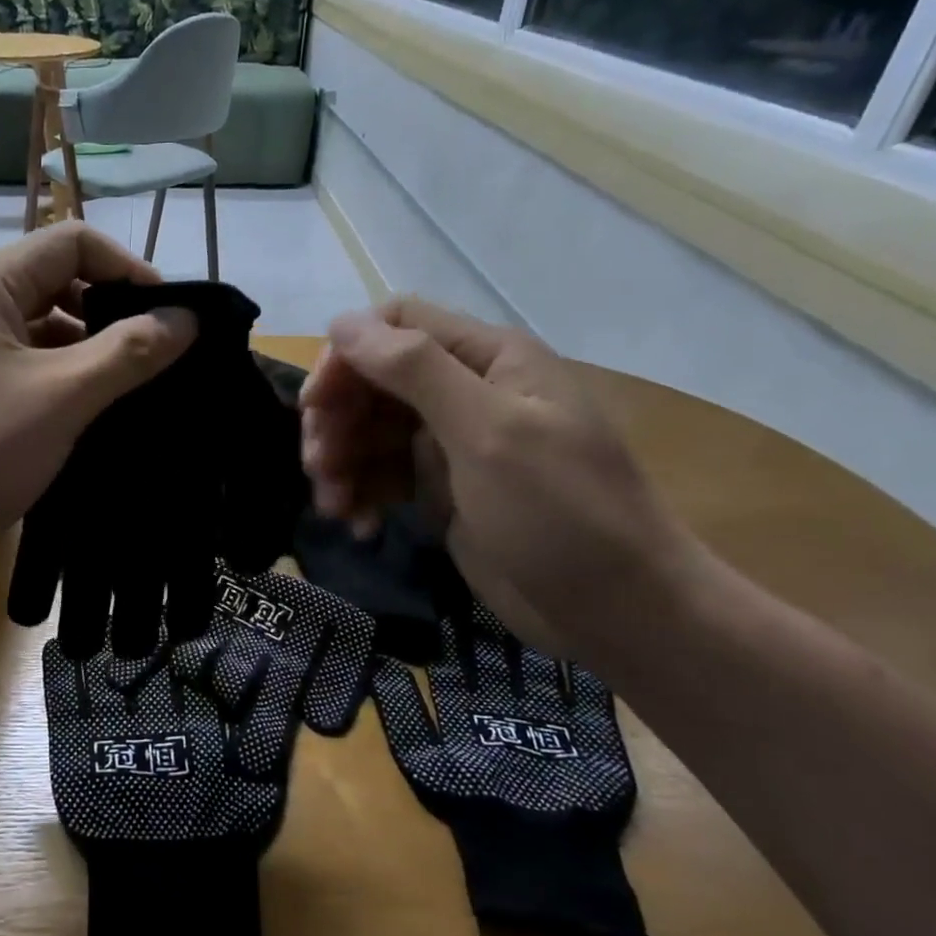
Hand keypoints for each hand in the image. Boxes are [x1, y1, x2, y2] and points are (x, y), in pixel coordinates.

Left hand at [0, 224, 196, 598]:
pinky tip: (84, 413)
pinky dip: (56, 378)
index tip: (169, 318)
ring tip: (128, 390)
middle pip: (54, 281)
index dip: (128, 269)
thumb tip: (188, 318)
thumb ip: (129, 352)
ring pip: (36, 328)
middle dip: (109, 312)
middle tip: (154, 358)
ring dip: (85, 350)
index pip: (72, 242)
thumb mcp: (61, 398)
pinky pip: (17, 364)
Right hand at [299, 298, 703, 660]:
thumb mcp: (488, 433)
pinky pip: (383, 474)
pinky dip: (362, 493)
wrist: (619, 612)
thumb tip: (343, 323)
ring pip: (370, 430)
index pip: (396, 325)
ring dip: (342, 462)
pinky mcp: (442, 488)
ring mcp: (452, 441)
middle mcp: (467, 389)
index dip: (348, 356)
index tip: (317, 406)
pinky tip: (359, 524)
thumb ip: (416, 371)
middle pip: (375, 380)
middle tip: (317, 467)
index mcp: (488, 358)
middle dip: (338, 419)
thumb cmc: (562, 513)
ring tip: (333, 506)